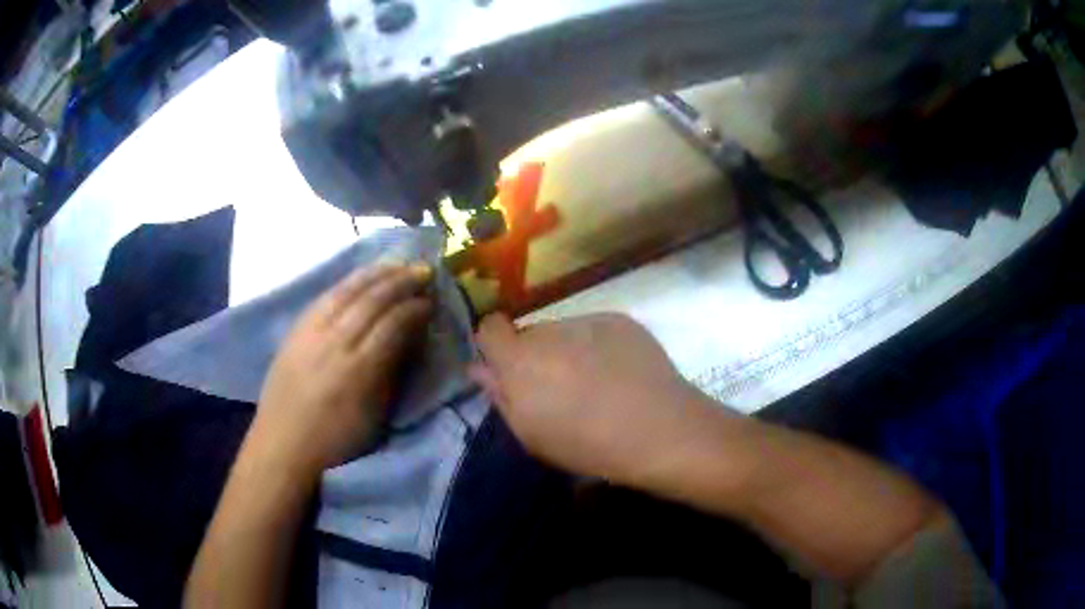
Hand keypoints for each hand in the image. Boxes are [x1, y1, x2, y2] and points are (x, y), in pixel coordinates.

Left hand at [249, 264, 432, 479]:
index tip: (431, 301)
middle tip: (423, 271)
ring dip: (376, 273)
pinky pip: (326, 295)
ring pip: (347, 290)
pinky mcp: (296, 329)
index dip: (415, 308)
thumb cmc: (335, 441)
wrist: (283, 445)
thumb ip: (392, 373)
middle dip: (401, 281)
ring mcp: (311, 332)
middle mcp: (335, 342)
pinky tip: (361, 276)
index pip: (392, 324)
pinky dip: (348, 281)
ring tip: (398, 264)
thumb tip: (409, 339)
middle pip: (372, 299)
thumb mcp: (374, 416)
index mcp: (358, 370)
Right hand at [470, 313, 724, 484]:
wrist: (660, 429)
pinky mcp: (620, 320)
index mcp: (520, 360)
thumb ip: (501, 396)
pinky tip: (620, 374)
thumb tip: (480, 367)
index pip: (490, 327)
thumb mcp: (532, 434)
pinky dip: (598, 346)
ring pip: (563, 332)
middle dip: (535, 355)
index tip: (509, 371)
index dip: (494, 346)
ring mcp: (588, 320)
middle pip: (530, 333)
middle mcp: (550, 330)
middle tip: (559, 388)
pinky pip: (594, 329)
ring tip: (596, 383)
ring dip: (567, 350)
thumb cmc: (589, 445)